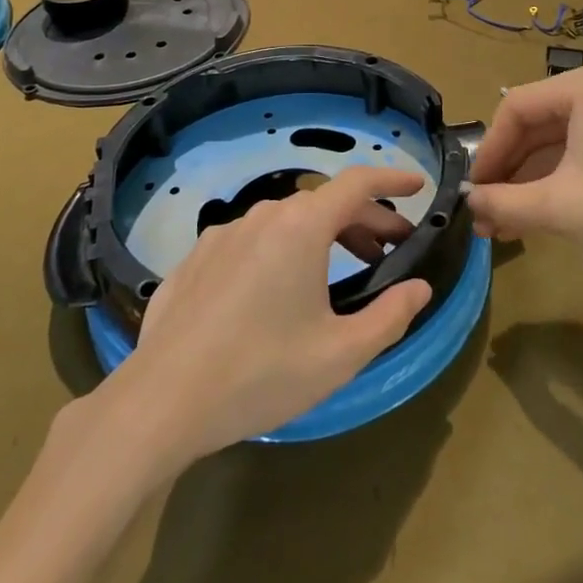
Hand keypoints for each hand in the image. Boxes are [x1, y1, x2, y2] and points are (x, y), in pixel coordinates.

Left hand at [109, 167, 432, 463]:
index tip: (417, 187)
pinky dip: (282, 250)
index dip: (392, 181)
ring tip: (341, 271)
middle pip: (325, 203)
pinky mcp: (196, 258)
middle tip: (389, 249)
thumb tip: (420, 288)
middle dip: (364, 220)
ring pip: (287, 221)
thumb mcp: (340, 354)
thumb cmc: (262, 373)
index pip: (358, 183)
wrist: (162, 401)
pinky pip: (252, 241)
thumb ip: (390, 316)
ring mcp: (223, 234)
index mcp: (302, 227)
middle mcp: (263, 216)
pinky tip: (278, 291)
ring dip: (324, 235)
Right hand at [468, 65, 582, 282]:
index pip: (515, 109)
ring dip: (526, 181)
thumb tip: (467, 204)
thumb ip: (505, 203)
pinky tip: (534, 216)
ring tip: (502, 225)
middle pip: (534, 125)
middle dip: (507, 171)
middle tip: (484, 213)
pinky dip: (554, 183)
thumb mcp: (562, 208)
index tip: (471, 191)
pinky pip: (578, 154)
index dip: (488, 152)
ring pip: (554, 143)